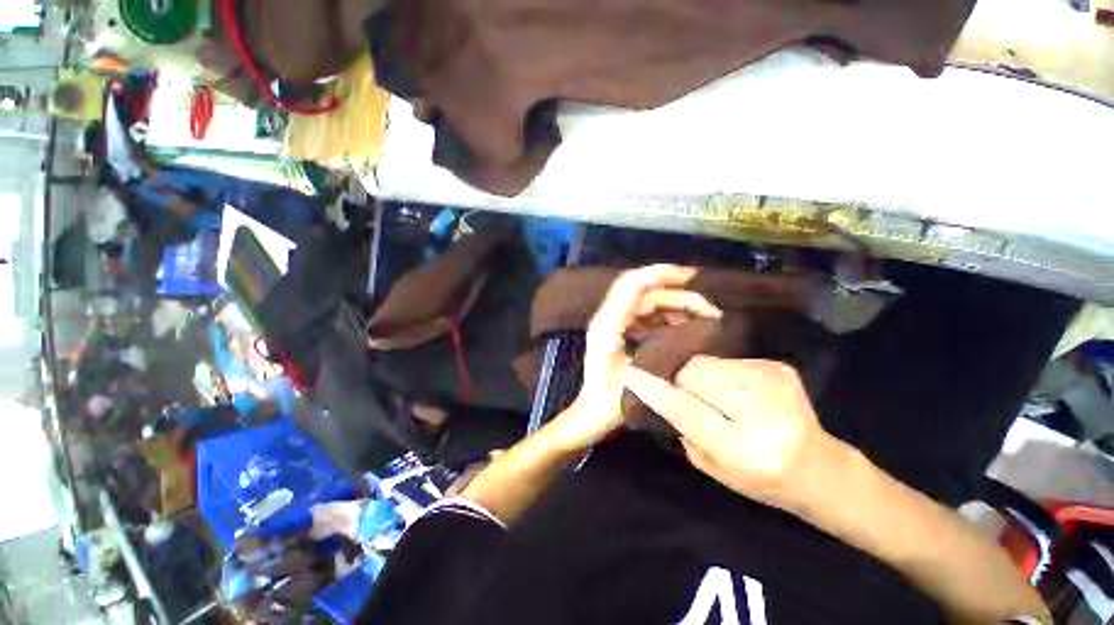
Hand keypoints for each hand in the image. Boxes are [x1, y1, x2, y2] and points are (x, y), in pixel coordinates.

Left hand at [552, 265, 721, 449]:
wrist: (590, 414)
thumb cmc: (610, 402)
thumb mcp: (636, 377)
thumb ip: (656, 351)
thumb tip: (689, 325)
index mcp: (607, 324)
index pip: (632, 285)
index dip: (660, 274)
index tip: (691, 276)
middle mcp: (608, 317)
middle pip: (644, 291)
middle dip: (677, 292)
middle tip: (709, 307)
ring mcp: (612, 322)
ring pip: (646, 301)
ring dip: (674, 303)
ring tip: (703, 316)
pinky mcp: (618, 330)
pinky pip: (645, 312)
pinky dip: (666, 313)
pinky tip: (685, 324)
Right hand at [622, 356, 842, 511]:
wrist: (819, 468)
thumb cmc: (759, 478)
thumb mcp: (714, 467)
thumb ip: (684, 429)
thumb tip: (661, 393)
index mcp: (742, 448)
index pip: (686, 410)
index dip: (654, 390)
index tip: (629, 374)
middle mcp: (761, 412)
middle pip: (695, 373)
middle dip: (682, 380)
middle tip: (688, 395)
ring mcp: (774, 383)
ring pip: (708, 362)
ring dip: (700, 375)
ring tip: (716, 394)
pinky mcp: (779, 368)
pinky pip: (727, 360)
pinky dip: (720, 373)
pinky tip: (736, 390)